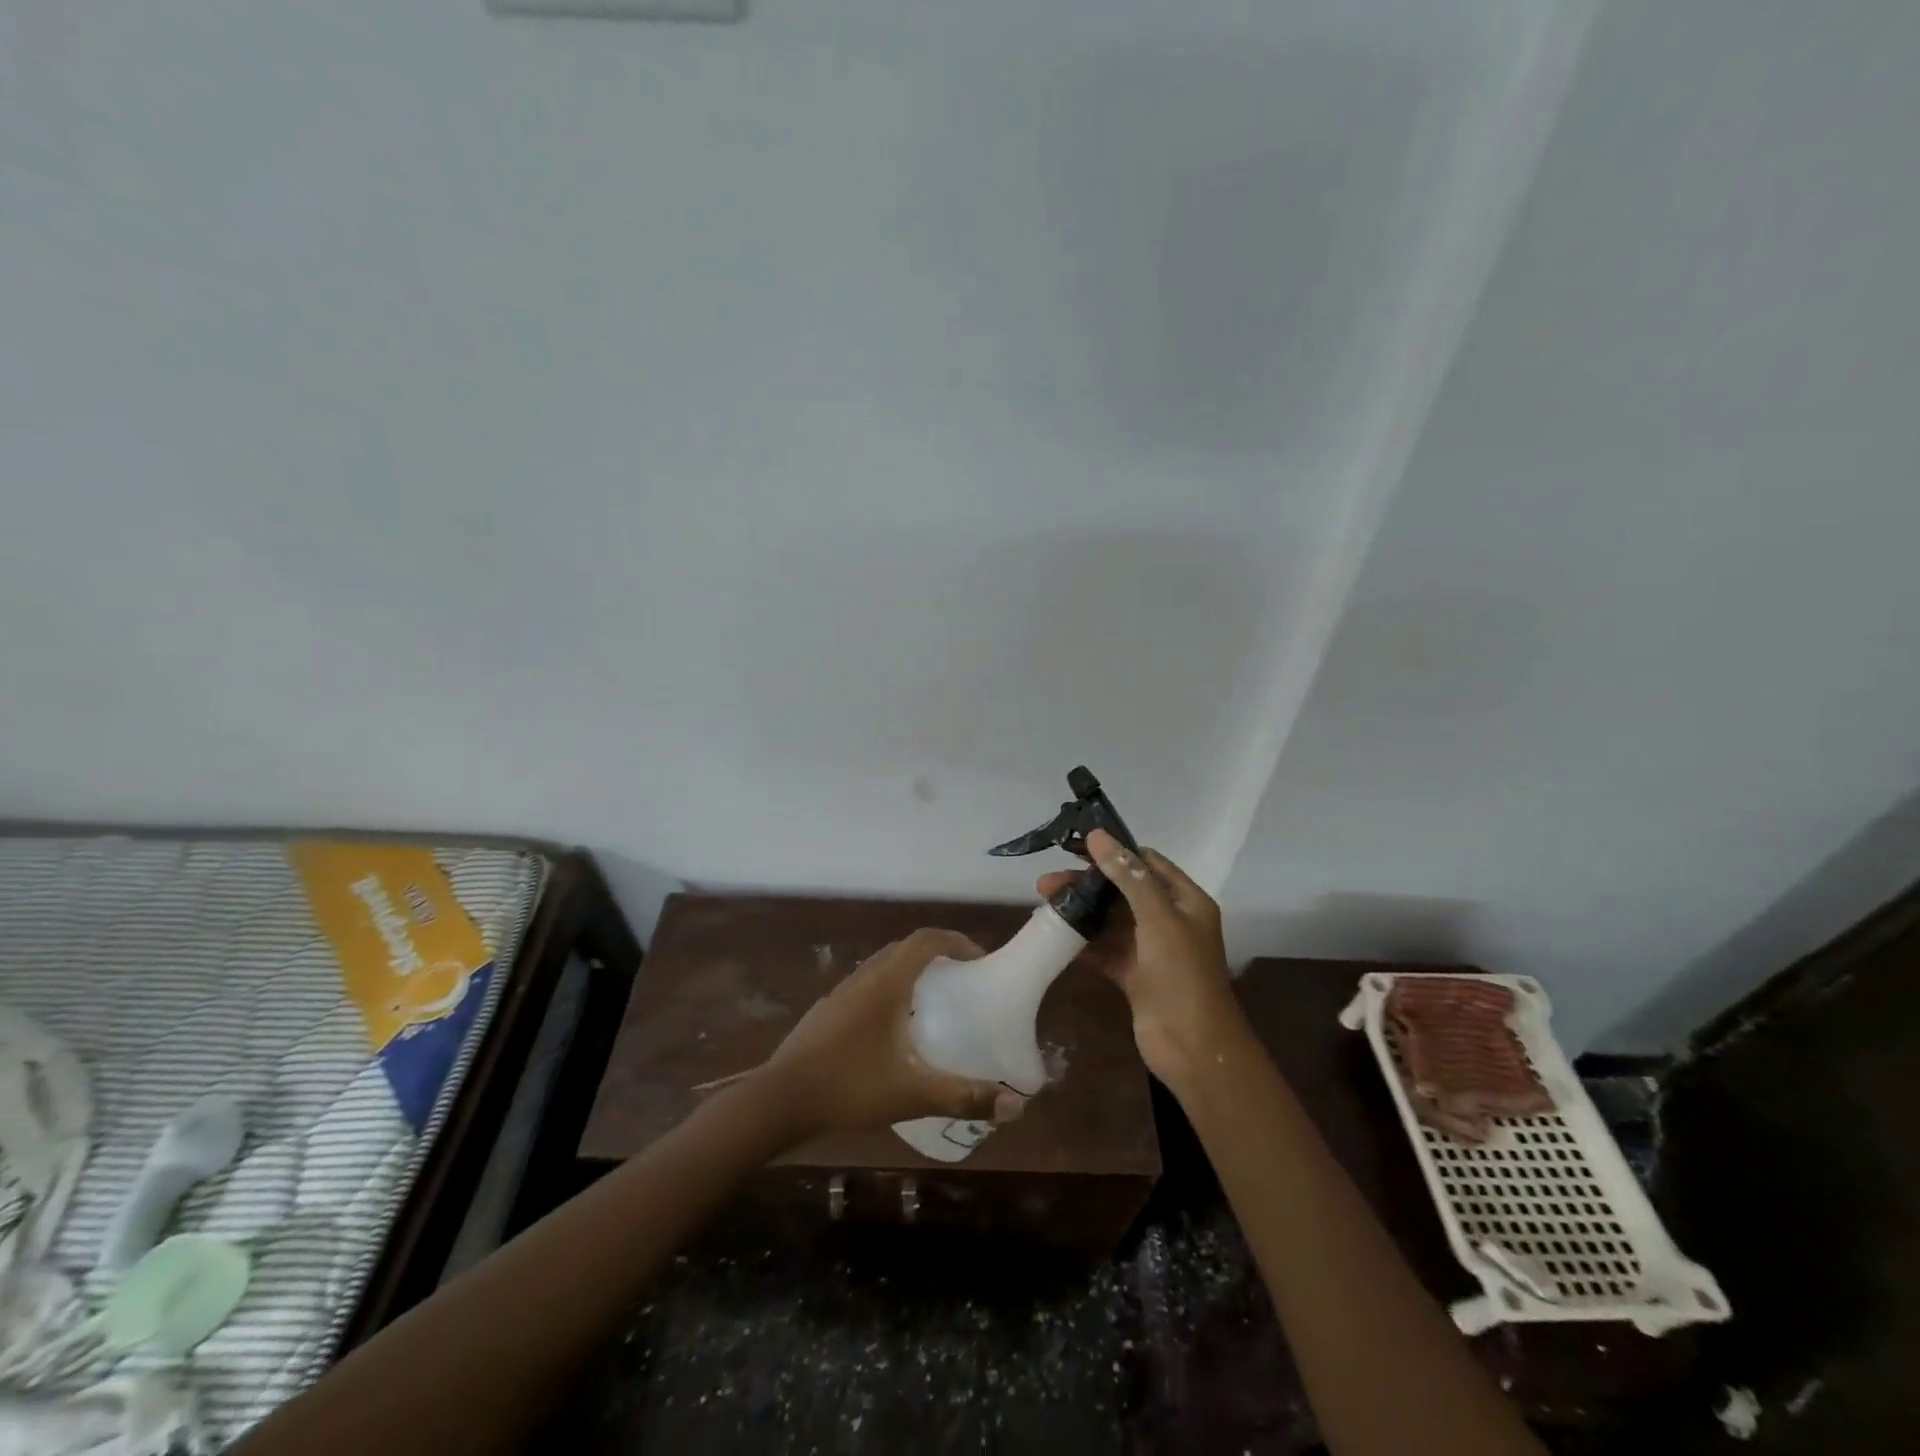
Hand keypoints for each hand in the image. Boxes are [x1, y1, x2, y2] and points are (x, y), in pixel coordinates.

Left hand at [755, 928, 1022, 1140]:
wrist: (778, 1100)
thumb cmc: (849, 1086)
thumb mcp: (912, 1093)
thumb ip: (964, 1096)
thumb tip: (1017, 1106)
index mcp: (886, 982)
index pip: (926, 940)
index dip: (957, 941)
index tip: (980, 960)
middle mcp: (864, 977)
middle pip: (906, 949)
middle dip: (938, 956)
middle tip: (964, 982)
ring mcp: (841, 993)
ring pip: (884, 967)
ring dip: (912, 973)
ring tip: (935, 1005)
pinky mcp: (828, 1012)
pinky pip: (868, 986)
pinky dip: (891, 992)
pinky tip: (895, 1032)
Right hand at [1037, 829, 1243, 1087]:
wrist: (1192, 1047)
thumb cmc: (1181, 974)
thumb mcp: (1158, 917)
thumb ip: (1128, 875)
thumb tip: (1098, 836)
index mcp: (1186, 900)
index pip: (1146, 863)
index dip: (1113, 852)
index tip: (1074, 848)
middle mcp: (1170, 920)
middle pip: (1123, 891)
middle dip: (1087, 884)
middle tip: (1046, 884)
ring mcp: (1151, 949)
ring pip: (1111, 920)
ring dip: (1081, 912)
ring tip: (1044, 907)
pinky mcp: (1135, 975)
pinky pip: (1105, 950)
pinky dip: (1084, 943)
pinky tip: (1056, 938)